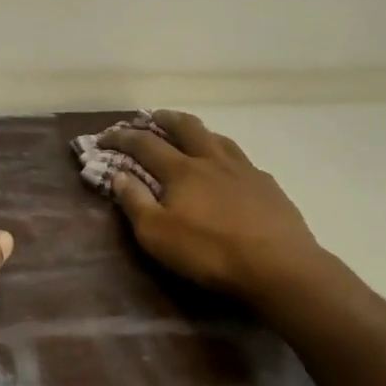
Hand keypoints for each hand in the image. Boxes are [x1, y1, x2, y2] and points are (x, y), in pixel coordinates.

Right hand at [101, 111, 325, 305]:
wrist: (281, 268)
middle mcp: (211, 160)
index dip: (121, 137)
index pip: (144, 143)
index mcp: (182, 170)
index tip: (104, 138)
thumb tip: (118, 174)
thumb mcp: (158, 235)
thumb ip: (134, 202)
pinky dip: (226, 155)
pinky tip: (230, 169)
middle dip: (164, 118)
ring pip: (217, 137)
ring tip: (190, 134)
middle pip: (186, 127)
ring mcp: (244, 170)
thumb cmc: (211, 253)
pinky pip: (242, 159)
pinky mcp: (268, 186)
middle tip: (151, 117)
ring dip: (198, 131)